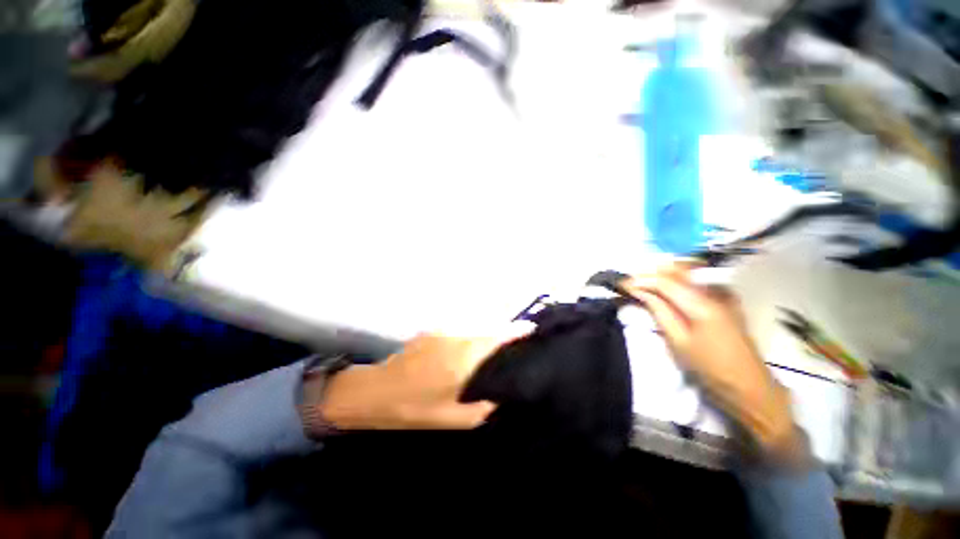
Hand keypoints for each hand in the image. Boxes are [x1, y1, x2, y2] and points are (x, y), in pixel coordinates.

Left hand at [316, 323, 534, 430]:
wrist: (377, 391)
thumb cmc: (416, 408)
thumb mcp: (455, 419)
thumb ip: (485, 406)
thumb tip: (503, 393)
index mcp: (465, 359)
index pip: (498, 337)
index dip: (516, 331)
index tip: (531, 329)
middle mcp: (458, 338)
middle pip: (490, 328)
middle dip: (505, 332)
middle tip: (515, 343)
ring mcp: (445, 330)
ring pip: (476, 327)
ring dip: (488, 333)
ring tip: (495, 346)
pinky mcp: (436, 330)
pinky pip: (462, 329)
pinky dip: (472, 335)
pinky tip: (469, 349)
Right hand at [623, 265, 798, 453]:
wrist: (750, 386)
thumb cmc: (710, 368)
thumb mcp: (678, 341)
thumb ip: (659, 310)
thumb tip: (639, 291)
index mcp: (702, 304)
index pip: (665, 281)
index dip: (641, 280)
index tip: (622, 283)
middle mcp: (715, 291)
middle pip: (678, 270)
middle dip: (651, 272)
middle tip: (631, 282)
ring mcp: (724, 293)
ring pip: (688, 272)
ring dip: (664, 274)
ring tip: (645, 284)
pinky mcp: (727, 299)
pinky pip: (697, 280)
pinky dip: (678, 280)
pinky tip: (667, 288)